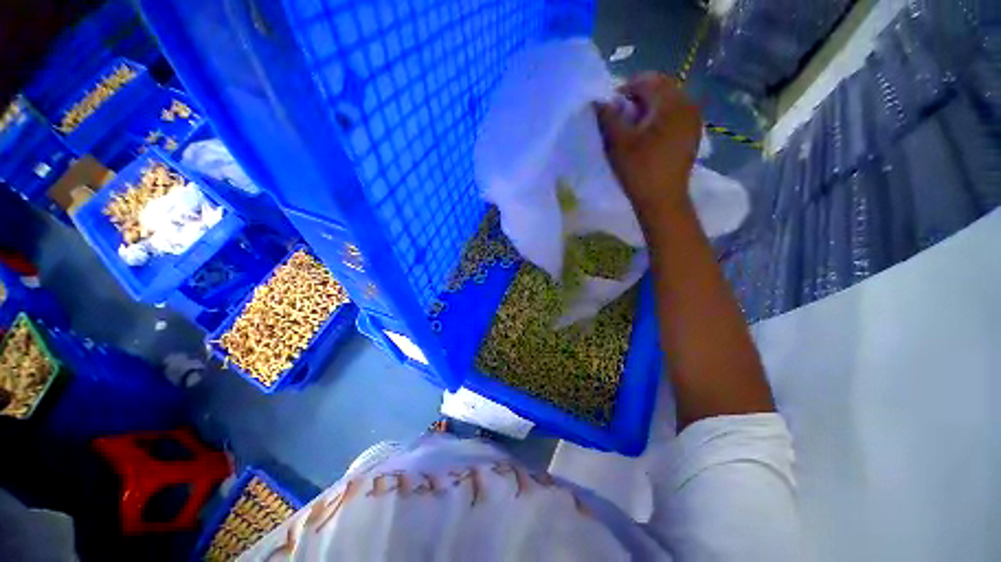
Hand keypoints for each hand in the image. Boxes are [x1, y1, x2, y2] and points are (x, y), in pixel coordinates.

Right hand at [597, 73, 702, 223]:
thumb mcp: (618, 143)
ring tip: (633, 128)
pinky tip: (648, 137)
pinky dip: (659, 118)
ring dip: (648, 108)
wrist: (662, 200)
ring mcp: (693, 119)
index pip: (646, 80)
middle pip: (660, 88)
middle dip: (637, 98)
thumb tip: (599, 100)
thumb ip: (608, 117)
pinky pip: (675, 114)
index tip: (611, 109)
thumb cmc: (639, 171)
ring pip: (667, 101)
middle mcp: (687, 103)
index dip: (624, 90)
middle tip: (621, 118)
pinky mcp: (693, 133)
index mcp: (671, 102)